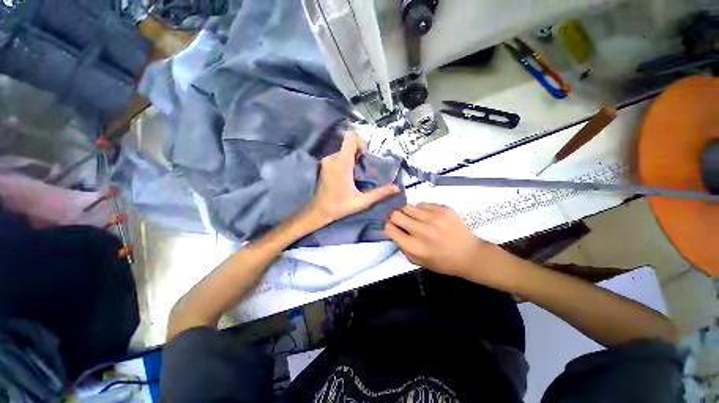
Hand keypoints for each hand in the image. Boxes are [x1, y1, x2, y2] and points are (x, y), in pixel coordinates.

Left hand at [306, 132, 399, 225]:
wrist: (319, 211)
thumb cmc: (340, 206)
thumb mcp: (362, 201)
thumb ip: (380, 193)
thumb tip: (397, 188)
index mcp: (342, 164)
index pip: (350, 137)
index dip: (361, 142)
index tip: (365, 156)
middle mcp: (333, 158)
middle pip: (349, 144)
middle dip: (359, 153)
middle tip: (364, 169)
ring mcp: (326, 161)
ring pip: (344, 151)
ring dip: (352, 158)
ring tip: (356, 174)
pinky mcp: (324, 164)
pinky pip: (338, 156)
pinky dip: (346, 161)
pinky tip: (348, 176)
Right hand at [384, 203, 502, 281]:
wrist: (470, 255)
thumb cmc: (442, 262)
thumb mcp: (418, 261)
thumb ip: (403, 247)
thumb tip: (394, 231)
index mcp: (414, 246)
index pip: (389, 228)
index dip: (388, 226)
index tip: (392, 226)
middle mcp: (421, 230)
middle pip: (396, 214)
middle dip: (395, 217)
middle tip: (400, 219)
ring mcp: (433, 217)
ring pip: (407, 206)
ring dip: (407, 212)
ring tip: (414, 217)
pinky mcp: (443, 209)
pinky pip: (422, 203)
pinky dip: (420, 209)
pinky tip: (427, 216)